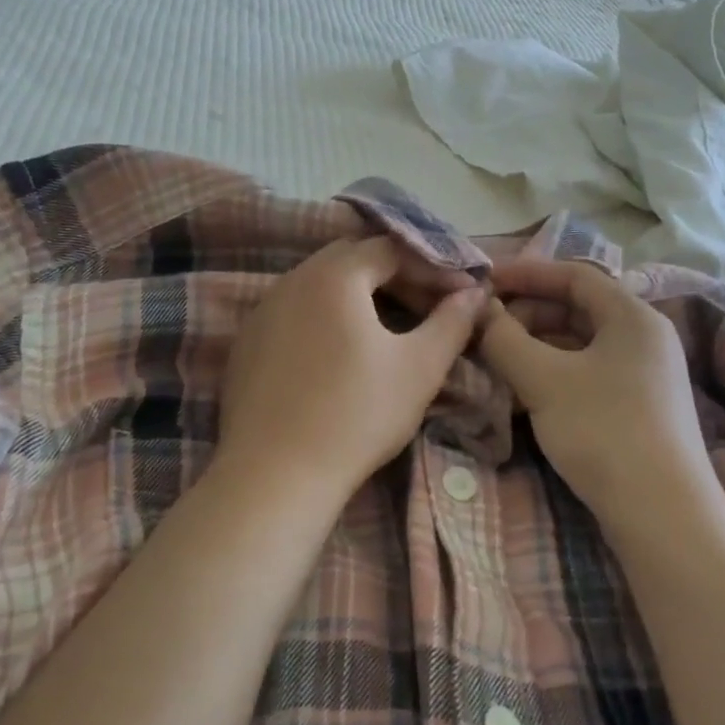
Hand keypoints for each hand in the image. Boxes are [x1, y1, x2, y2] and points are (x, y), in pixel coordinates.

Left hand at [216, 237, 487, 497]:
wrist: (274, 477)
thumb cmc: (356, 415)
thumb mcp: (419, 367)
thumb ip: (452, 322)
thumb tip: (476, 293)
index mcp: (335, 275)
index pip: (392, 248)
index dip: (433, 266)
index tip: (463, 293)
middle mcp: (293, 279)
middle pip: (353, 256)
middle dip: (397, 273)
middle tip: (429, 304)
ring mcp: (263, 310)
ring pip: (321, 282)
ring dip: (361, 293)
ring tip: (392, 325)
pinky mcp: (248, 342)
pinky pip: (296, 310)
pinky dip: (328, 315)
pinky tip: (343, 352)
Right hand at [479, 260, 714, 528]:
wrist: (663, 517)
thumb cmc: (603, 431)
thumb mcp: (543, 380)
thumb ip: (505, 339)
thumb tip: (480, 311)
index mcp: (632, 316)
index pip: (574, 275)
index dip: (526, 273)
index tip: (484, 281)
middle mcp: (644, 337)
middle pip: (577, 308)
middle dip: (527, 313)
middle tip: (487, 328)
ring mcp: (645, 374)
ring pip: (580, 343)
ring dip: (536, 345)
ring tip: (496, 359)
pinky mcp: (639, 407)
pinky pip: (588, 372)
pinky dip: (553, 372)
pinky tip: (523, 391)